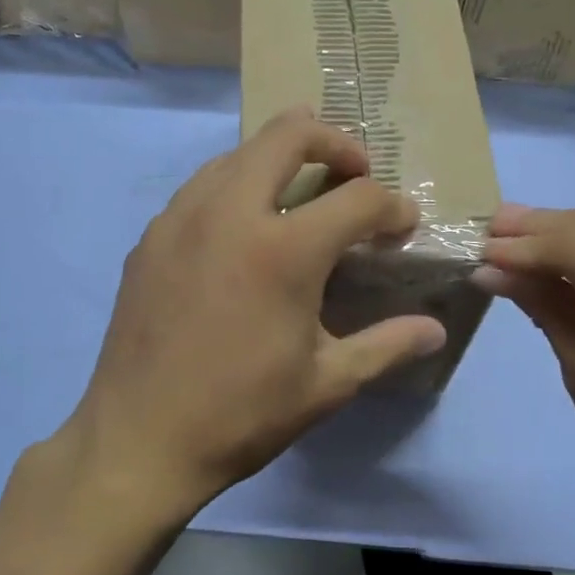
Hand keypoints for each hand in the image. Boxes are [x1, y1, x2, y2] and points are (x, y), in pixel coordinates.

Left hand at [51, 108, 447, 530]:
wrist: (139, 439)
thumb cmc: (241, 414)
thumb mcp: (326, 384)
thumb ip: (387, 345)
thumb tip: (434, 330)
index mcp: (283, 250)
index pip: (358, 198)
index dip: (392, 207)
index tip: (403, 227)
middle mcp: (230, 213)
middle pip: (287, 134)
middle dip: (334, 141)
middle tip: (355, 171)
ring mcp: (181, 218)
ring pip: (237, 153)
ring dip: (278, 158)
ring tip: (300, 193)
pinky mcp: (150, 237)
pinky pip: (200, 187)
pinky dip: (234, 187)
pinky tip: (242, 230)